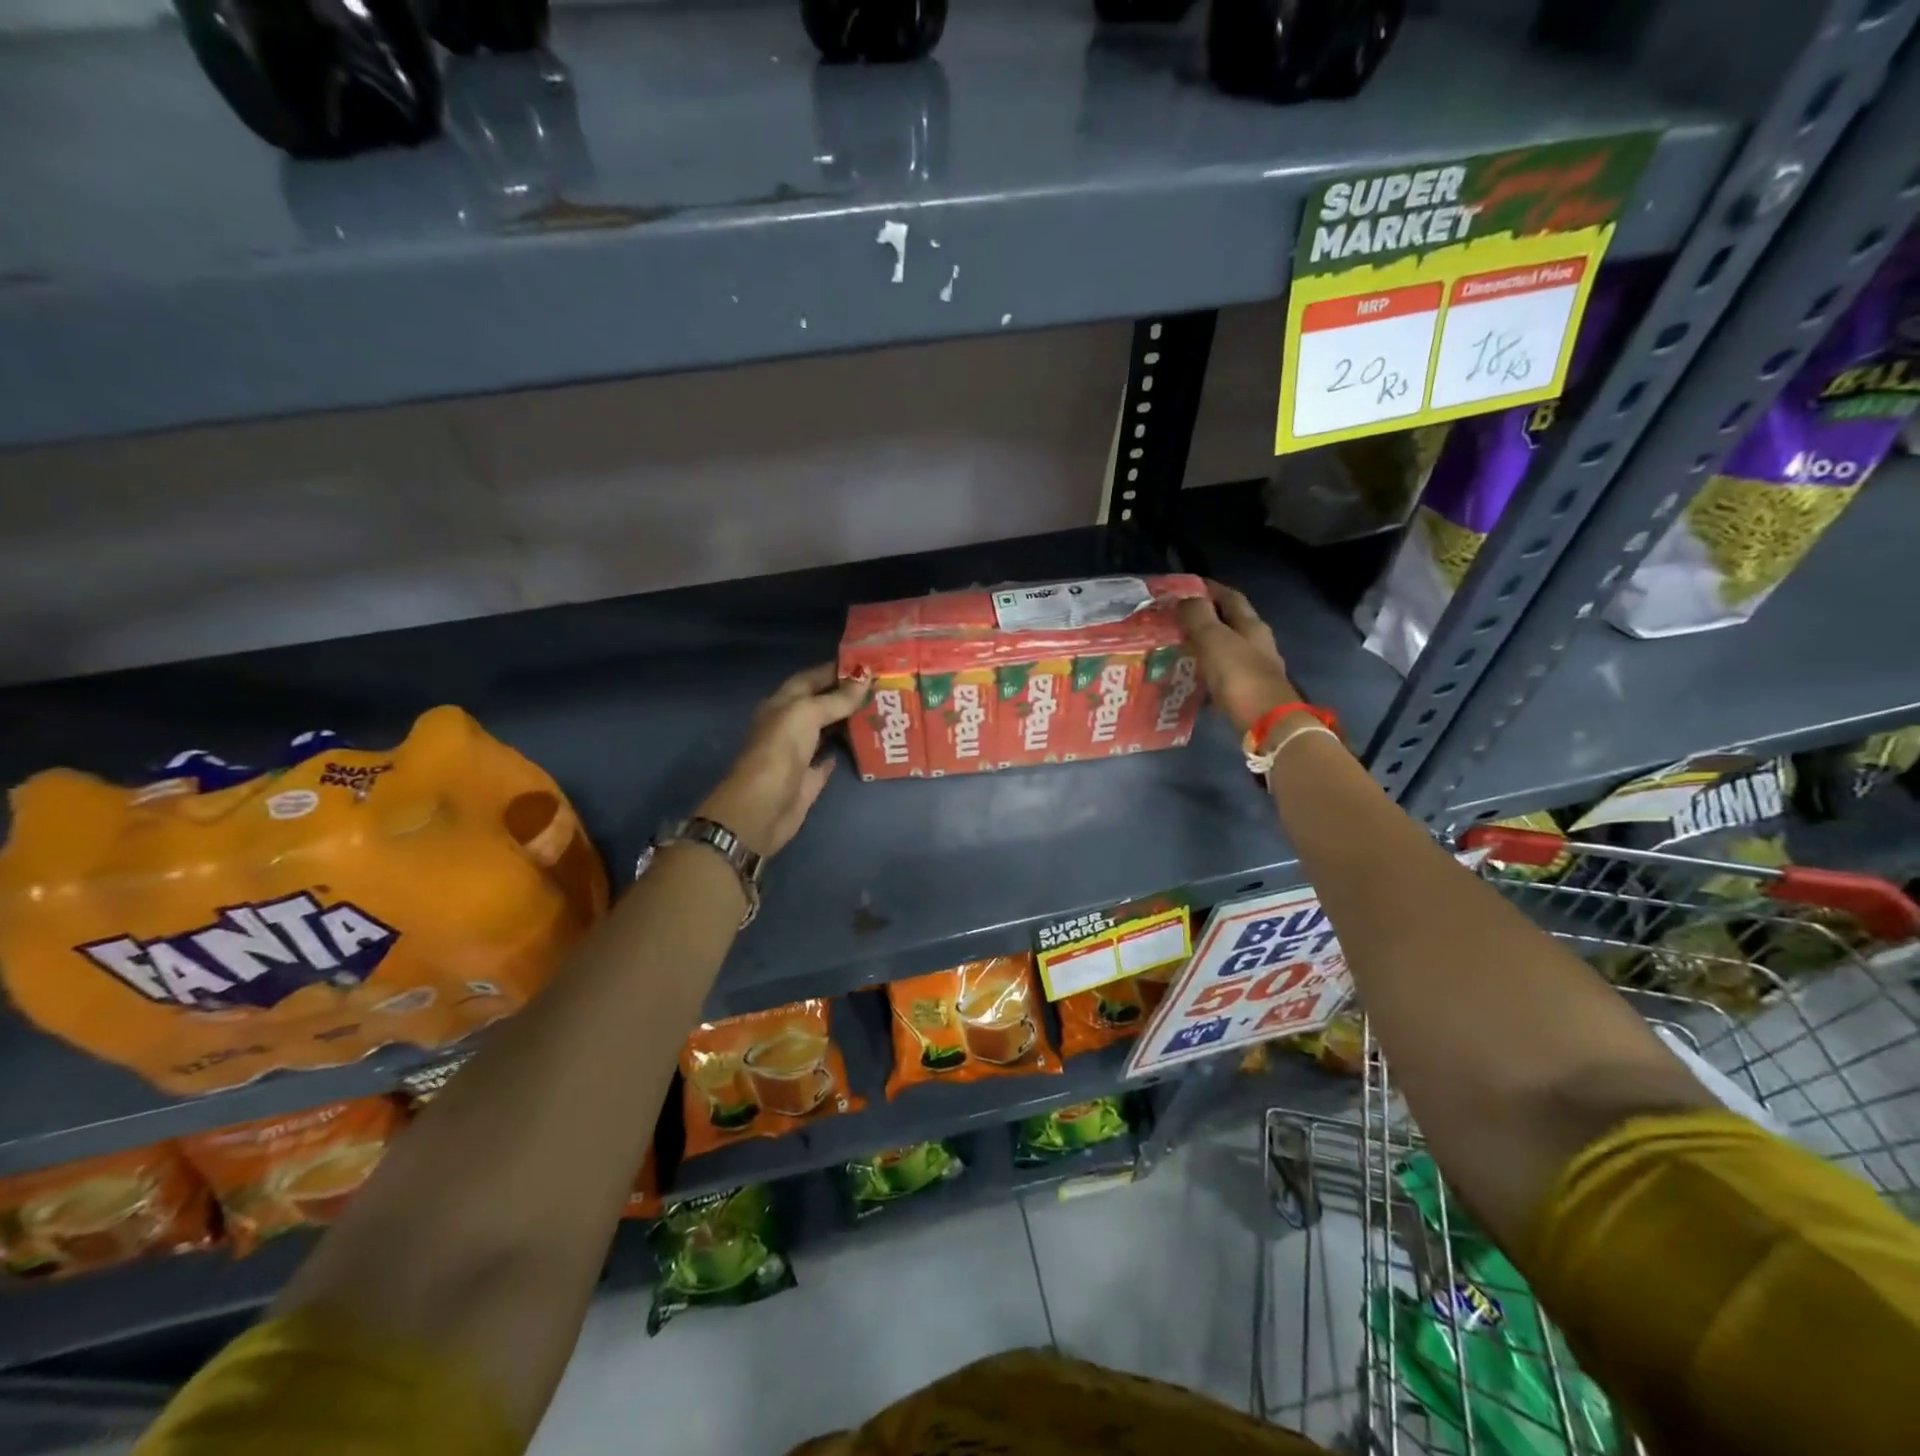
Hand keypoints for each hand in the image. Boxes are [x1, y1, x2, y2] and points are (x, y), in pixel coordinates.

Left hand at [697, 663, 869, 857]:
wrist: (763, 807)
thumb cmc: (780, 751)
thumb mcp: (806, 714)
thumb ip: (836, 698)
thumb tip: (865, 677)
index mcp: (783, 703)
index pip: (811, 678)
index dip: (836, 669)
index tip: (868, 663)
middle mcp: (790, 724)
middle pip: (822, 703)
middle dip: (848, 694)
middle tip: (883, 687)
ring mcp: (800, 752)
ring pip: (828, 729)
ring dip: (850, 721)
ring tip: (882, 710)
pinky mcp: (810, 778)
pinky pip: (830, 759)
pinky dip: (844, 750)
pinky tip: (866, 742)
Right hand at [1177, 580, 1299, 737]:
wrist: (1267, 724)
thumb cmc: (1239, 676)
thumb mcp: (1214, 640)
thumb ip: (1199, 617)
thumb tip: (1185, 599)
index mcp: (1252, 625)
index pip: (1231, 597)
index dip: (1210, 589)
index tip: (1186, 586)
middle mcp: (1257, 643)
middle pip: (1231, 622)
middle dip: (1206, 617)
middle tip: (1176, 618)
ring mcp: (1255, 669)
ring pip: (1227, 648)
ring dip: (1205, 645)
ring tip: (1178, 646)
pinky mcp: (1248, 692)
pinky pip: (1224, 673)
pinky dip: (1207, 669)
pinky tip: (1191, 675)